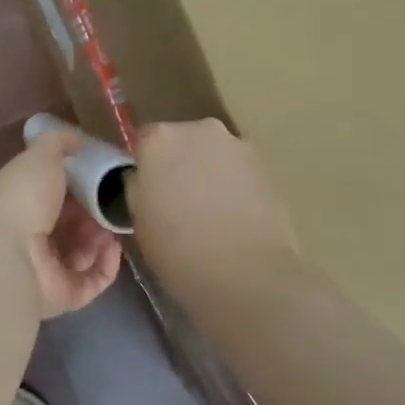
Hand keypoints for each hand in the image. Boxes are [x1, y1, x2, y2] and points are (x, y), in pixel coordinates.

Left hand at [0, 128, 122, 318]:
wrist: (10, 251)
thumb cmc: (24, 196)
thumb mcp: (40, 155)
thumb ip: (58, 143)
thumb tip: (75, 140)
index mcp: (22, 203)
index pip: (54, 195)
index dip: (78, 187)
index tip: (101, 178)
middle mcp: (31, 236)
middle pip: (71, 226)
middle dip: (94, 214)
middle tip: (112, 205)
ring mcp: (46, 269)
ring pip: (83, 254)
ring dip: (101, 239)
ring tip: (111, 227)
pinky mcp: (62, 296)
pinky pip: (92, 281)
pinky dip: (107, 265)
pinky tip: (114, 248)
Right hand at [128, 119, 296, 298]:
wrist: (247, 275)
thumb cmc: (178, 249)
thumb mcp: (138, 218)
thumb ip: (137, 186)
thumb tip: (144, 177)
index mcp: (159, 139)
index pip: (144, 140)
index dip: (145, 166)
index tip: (149, 192)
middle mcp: (198, 130)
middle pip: (181, 141)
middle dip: (179, 164)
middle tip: (178, 202)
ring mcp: (237, 145)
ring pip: (212, 154)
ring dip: (208, 173)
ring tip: (210, 213)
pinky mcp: (266, 166)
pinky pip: (238, 169)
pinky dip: (234, 184)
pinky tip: (234, 217)